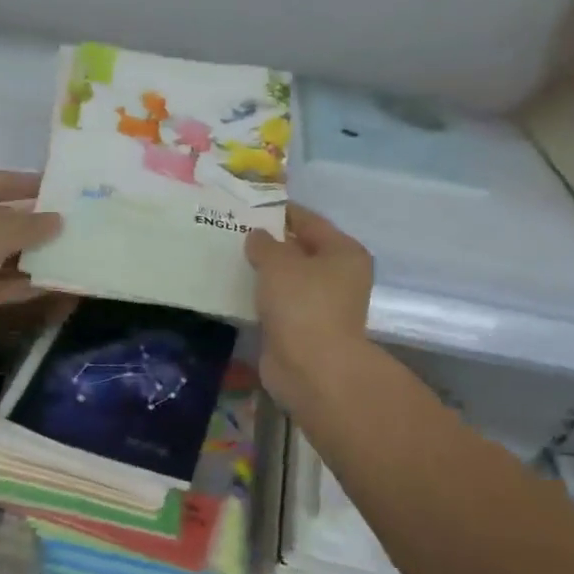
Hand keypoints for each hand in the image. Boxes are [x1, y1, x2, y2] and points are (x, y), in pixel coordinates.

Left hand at [0, 168, 61, 329]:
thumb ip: (32, 226)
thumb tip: (58, 221)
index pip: (4, 181)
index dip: (36, 187)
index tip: (68, 195)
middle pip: (0, 218)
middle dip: (35, 227)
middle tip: (74, 232)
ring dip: (27, 260)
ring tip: (67, 262)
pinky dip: (13, 285)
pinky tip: (46, 288)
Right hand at [244, 204, 374, 411]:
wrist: (311, 368)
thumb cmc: (302, 304)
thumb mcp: (279, 263)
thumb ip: (265, 244)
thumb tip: (258, 236)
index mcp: (344, 252)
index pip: (309, 221)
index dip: (280, 212)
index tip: (249, 206)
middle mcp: (339, 276)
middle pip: (300, 251)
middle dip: (269, 244)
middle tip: (233, 232)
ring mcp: (322, 305)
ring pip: (287, 280)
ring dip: (263, 273)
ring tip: (229, 259)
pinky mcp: (303, 329)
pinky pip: (278, 305)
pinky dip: (261, 299)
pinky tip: (235, 291)